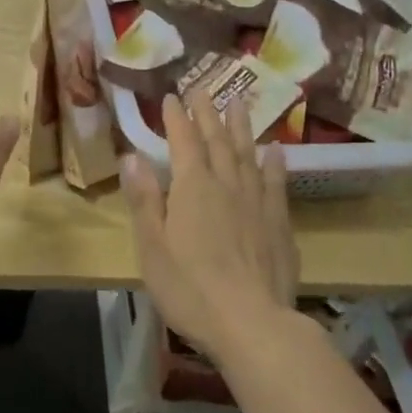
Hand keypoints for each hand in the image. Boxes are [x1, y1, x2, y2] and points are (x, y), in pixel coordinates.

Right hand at [122, 95, 299, 362]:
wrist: (252, 323)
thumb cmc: (190, 288)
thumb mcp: (152, 246)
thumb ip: (144, 199)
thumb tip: (132, 156)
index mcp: (192, 188)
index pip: (183, 141)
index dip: (177, 117)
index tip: (172, 96)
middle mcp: (226, 184)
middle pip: (217, 140)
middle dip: (207, 113)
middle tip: (202, 88)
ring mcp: (257, 202)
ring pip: (247, 154)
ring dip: (240, 126)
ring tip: (237, 102)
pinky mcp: (279, 223)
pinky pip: (276, 182)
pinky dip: (275, 162)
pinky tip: (276, 149)